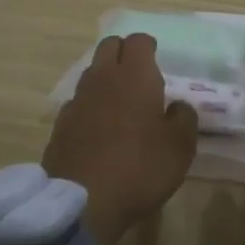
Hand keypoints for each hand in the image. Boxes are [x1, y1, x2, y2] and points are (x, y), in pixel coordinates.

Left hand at [42, 34, 198, 244]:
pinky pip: (78, 102)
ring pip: (92, 72)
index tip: (157, 58)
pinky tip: (98, 127)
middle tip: (138, 74)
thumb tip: (177, 106)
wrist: (81, 204)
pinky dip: (90, 105)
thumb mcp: (180, 147)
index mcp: (135, 76)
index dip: (148, 46)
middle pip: (109, 46)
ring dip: (106, 78)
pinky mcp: (60, 125)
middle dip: (123, 52)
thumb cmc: (140, 168)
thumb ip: (184, 118)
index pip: (138, 40)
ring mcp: (77, 100)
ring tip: (120, 101)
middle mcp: (103, 78)